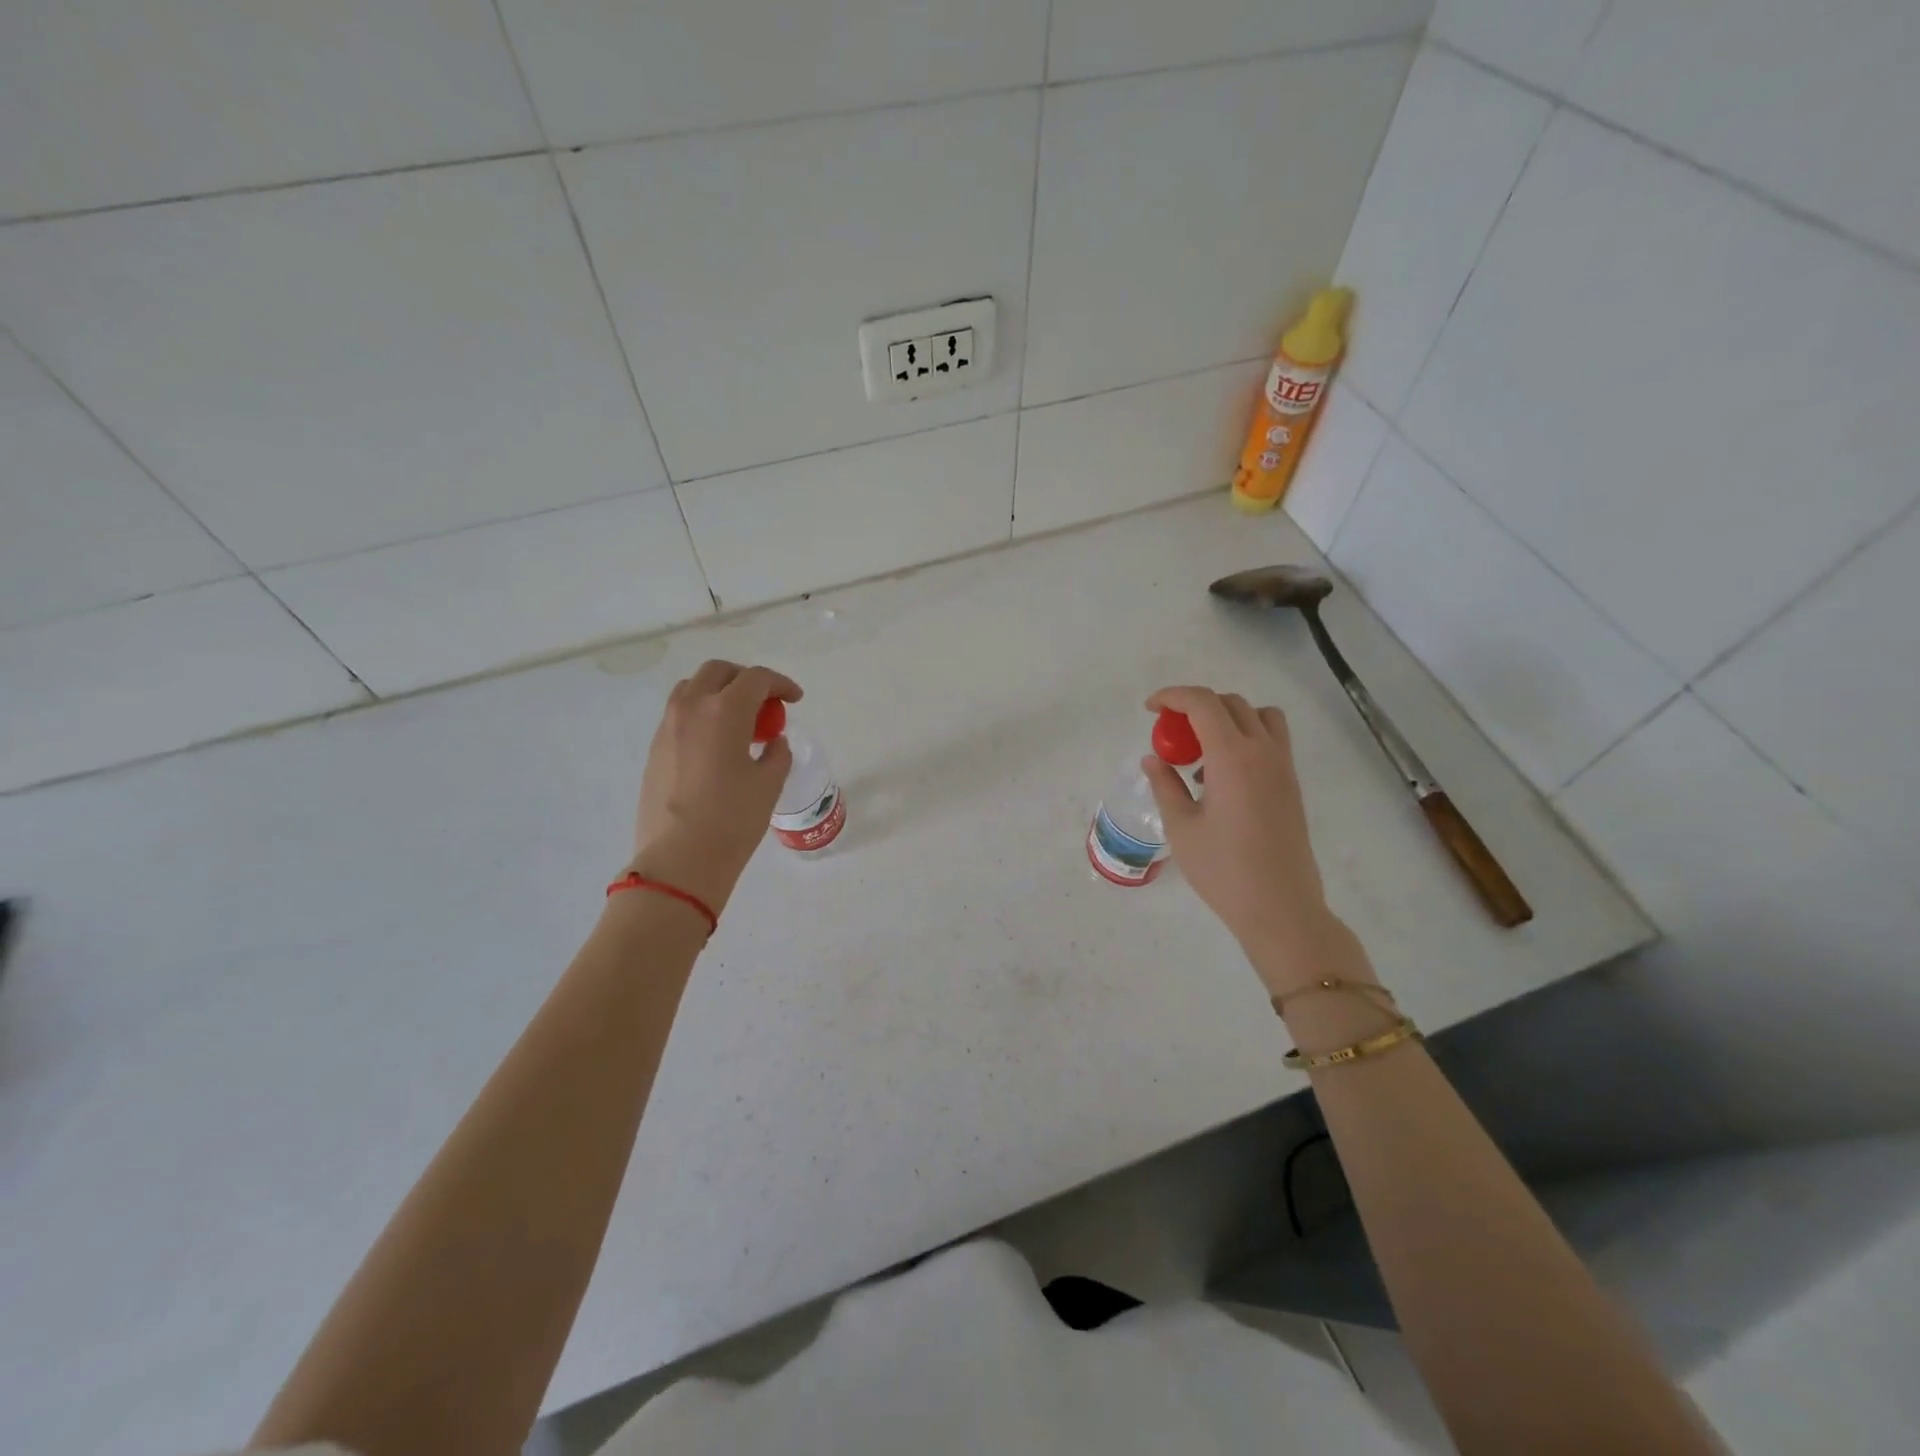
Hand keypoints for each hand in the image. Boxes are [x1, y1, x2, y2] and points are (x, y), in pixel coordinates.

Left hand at [624, 660, 801, 914]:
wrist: (679, 859)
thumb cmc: (733, 819)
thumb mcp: (769, 784)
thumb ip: (777, 753)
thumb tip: (772, 742)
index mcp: (724, 711)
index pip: (756, 679)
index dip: (780, 684)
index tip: (795, 700)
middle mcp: (691, 709)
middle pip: (718, 672)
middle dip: (746, 679)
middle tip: (766, 702)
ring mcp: (667, 728)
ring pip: (692, 689)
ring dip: (719, 693)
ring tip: (739, 721)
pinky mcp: (654, 750)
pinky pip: (679, 715)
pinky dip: (702, 715)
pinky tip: (717, 745)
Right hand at [1141, 686, 1374, 996]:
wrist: (1280, 907)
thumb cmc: (1223, 870)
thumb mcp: (1181, 827)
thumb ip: (1165, 785)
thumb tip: (1153, 760)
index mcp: (1233, 757)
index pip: (1203, 703)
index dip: (1173, 696)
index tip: (1151, 709)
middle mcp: (1263, 752)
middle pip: (1231, 703)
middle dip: (1196, 707)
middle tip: (1171, 734)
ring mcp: (1283, 767)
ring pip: (1259, 716)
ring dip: (1227, 718)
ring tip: (1201, 752)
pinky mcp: (1291, 785)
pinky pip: (1271, 740)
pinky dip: (1245, 739)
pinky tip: (1222, 778)